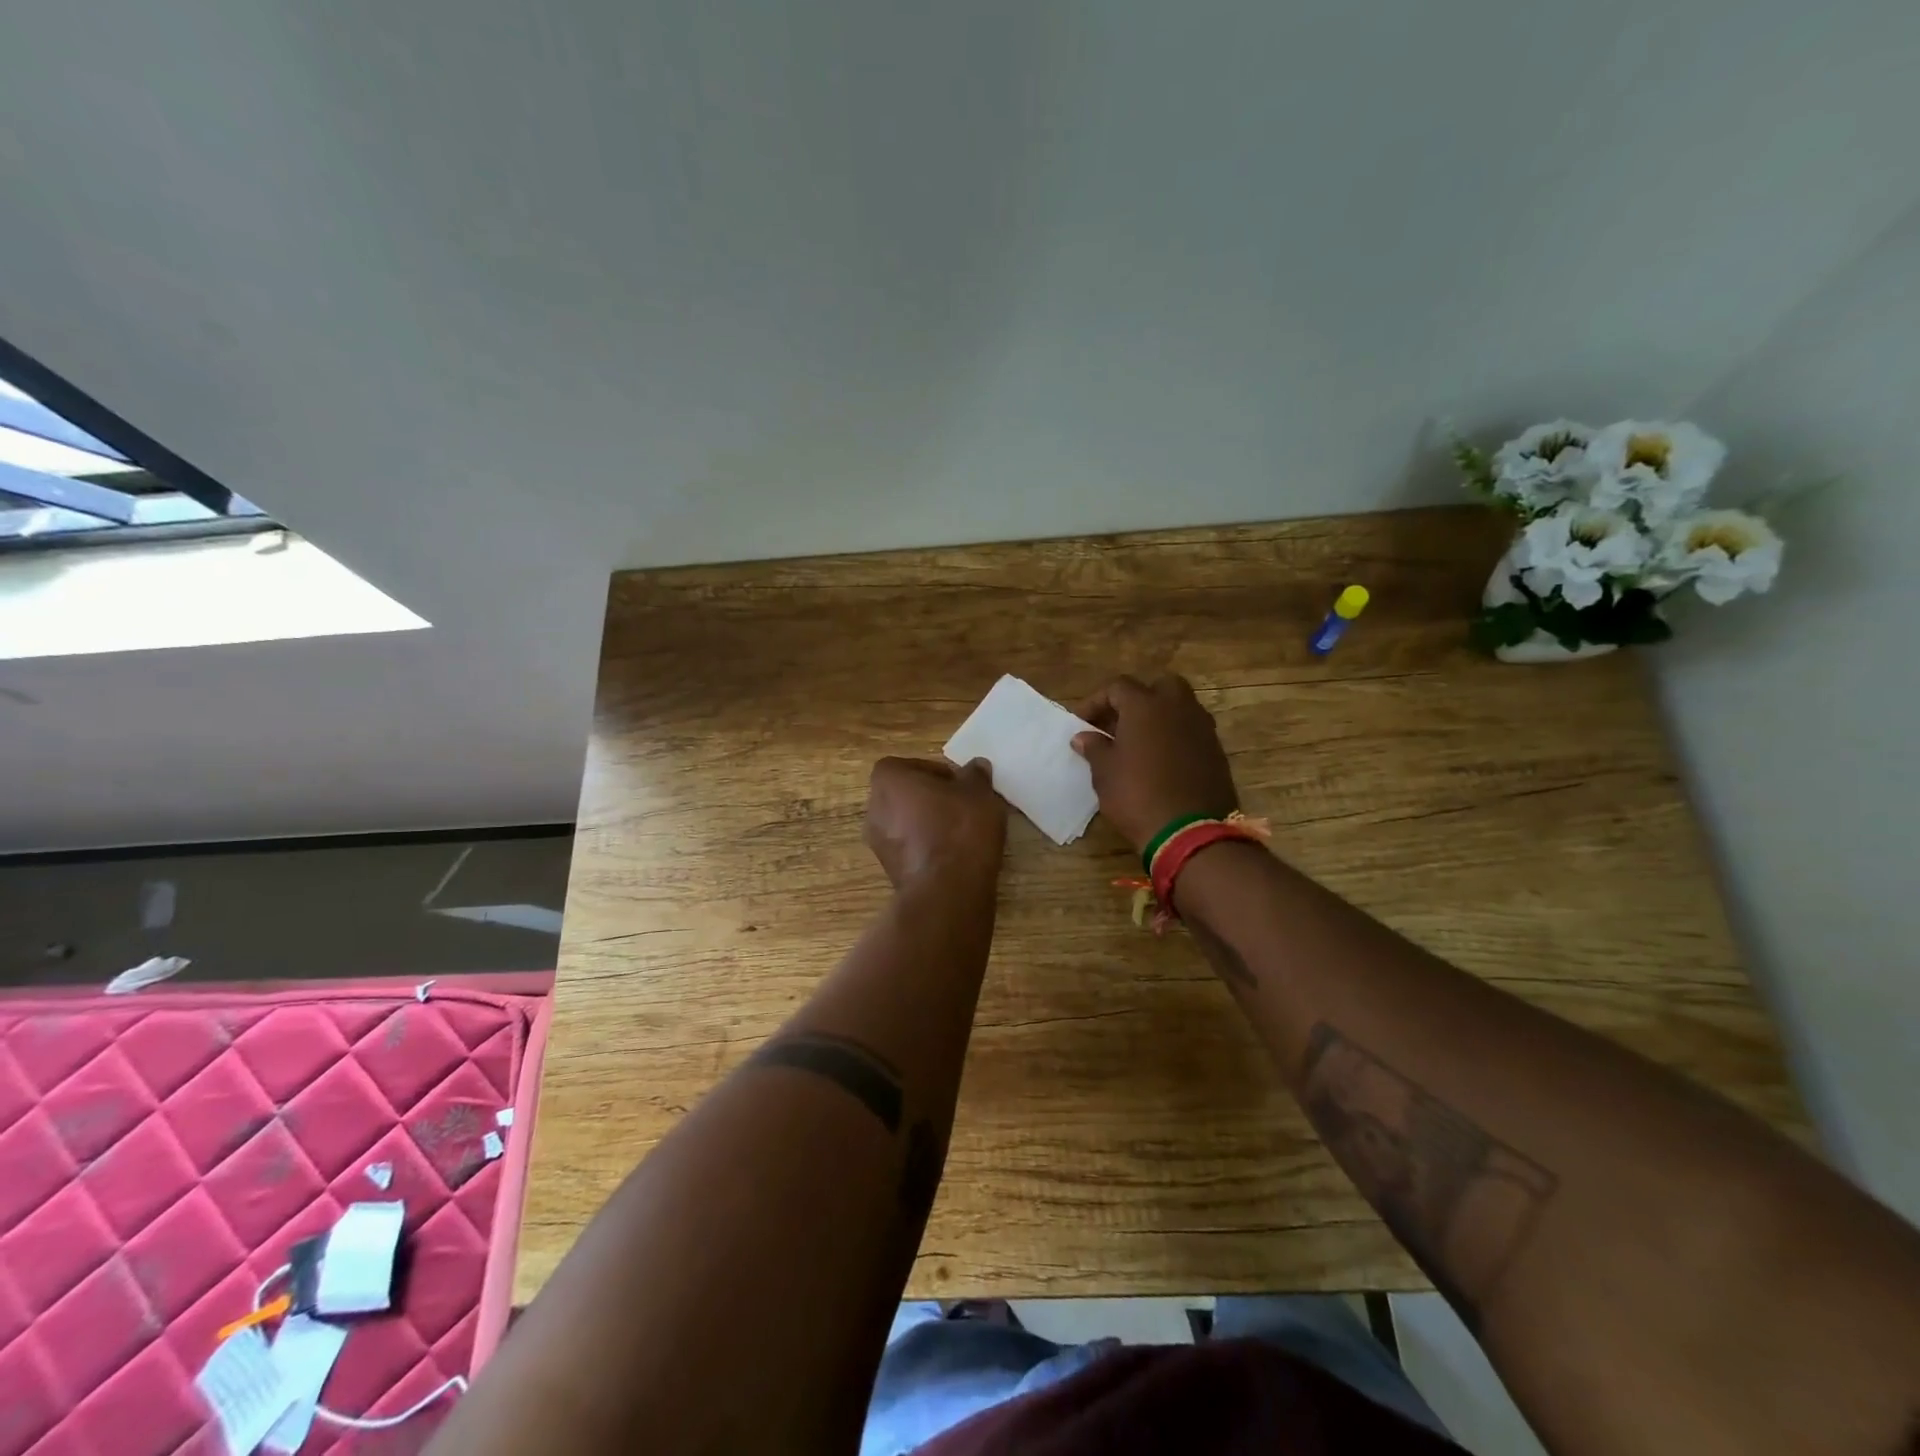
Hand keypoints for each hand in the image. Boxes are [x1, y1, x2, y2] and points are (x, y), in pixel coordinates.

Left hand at [864, 756, 1006, 889]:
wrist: (948, 889)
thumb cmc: (959, 828)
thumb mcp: (978, 792)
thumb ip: (975, 775)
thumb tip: (976, 767)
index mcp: (888, 779)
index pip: (908, 765)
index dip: (935, 772)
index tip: (958, 784)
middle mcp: (874, 808)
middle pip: (905, 795)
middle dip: (930, 798)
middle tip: (961, 805)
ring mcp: (878, 843)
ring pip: (906, 823)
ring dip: (928, 824)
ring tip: (961, 831)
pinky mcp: (890, 871)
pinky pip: (910, 848)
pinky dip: (927, 847)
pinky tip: (954, 854)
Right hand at [1072, 675, 1240, 852]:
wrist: (1189, 832)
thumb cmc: (1137, 795)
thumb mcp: (1105, 773)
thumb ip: (1095, 748)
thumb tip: (1084, 736)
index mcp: (1146, 705)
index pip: (1117, 687)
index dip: (1096, 702)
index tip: (1082, 724)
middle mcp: (1178, 707)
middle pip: (1158, 687)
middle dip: (1137, 700)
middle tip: (1118, 724)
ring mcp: (1202, 728)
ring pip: (1179, 707)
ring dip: (1158, 718)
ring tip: (1138, 743)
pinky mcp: (1216, 751)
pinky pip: (1192, 731)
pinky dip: (1175, 736)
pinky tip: (1161, 761)